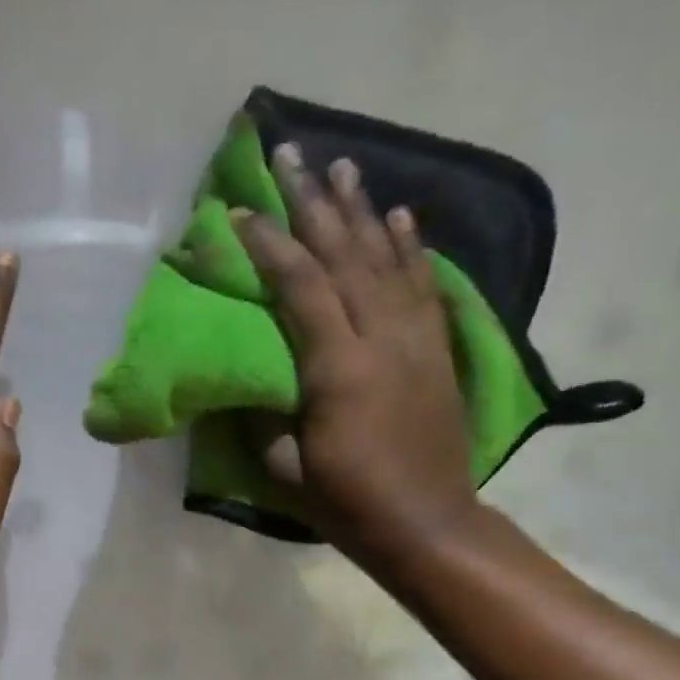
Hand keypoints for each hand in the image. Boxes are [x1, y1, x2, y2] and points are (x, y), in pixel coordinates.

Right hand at [234, 144, 478, 563]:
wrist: (427, 524)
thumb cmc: (348, 503)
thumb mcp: (286, 468)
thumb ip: (263, 418)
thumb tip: (247, 382)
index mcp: (338, 368)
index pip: (301, 287)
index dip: (270, 246)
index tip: (242, 211)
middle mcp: (381, 338)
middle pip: (345, 255)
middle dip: (314, 203)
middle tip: (292, 155)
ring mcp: (416, 340)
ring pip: (387, 260)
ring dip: (363, 210)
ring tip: (344, 165)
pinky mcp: (437, 351)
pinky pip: (425, 287)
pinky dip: (411, 250)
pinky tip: (401, 219)